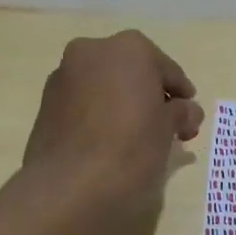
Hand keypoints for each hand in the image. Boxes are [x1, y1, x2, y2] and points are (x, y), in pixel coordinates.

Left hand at [23, 30, 203, 208]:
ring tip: (138, 137)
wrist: (69, 186)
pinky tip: (110, 142)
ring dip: (123, 104)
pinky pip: (83, 104)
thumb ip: (181, 112)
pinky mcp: (45, 105)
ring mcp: (63, 76)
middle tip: (167, 126)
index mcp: (129, 48)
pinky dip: (99, 116)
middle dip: (150, 95)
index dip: (181, 94)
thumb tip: (187, 111)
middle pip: (132, 72)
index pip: (166, 70)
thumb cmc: (131, 146)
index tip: (190, 116)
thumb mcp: (169, 128)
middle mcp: (92, 51)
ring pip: (105, 86)